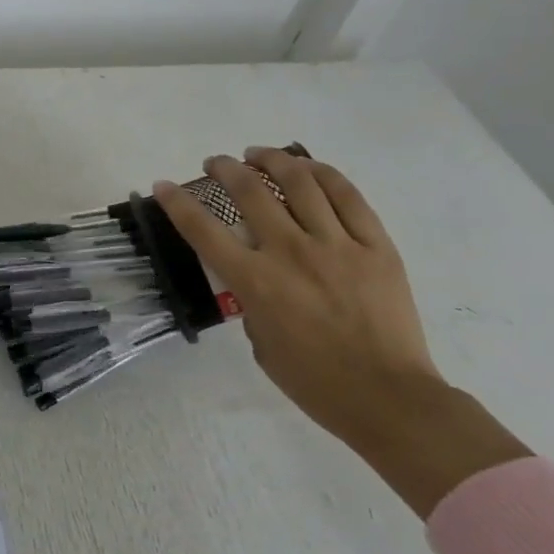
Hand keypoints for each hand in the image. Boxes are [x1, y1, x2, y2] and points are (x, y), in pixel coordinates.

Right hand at [155, 150, 528, 517]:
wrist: (388, 398)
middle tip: (216, 163)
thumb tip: (256, 274)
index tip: (164, 185)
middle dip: (225, 169)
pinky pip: (348, 197)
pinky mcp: (376, 246)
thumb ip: (251, 300)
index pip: (203, 230)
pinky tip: (308, 168)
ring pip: (300, 182)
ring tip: (258, 155)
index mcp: (256, 282)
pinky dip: (324, 174)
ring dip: (272, 160)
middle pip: (250, 192)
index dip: (177, 203)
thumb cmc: (314, 382)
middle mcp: (291, 253)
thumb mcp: (260, 343)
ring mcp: (337, 245)